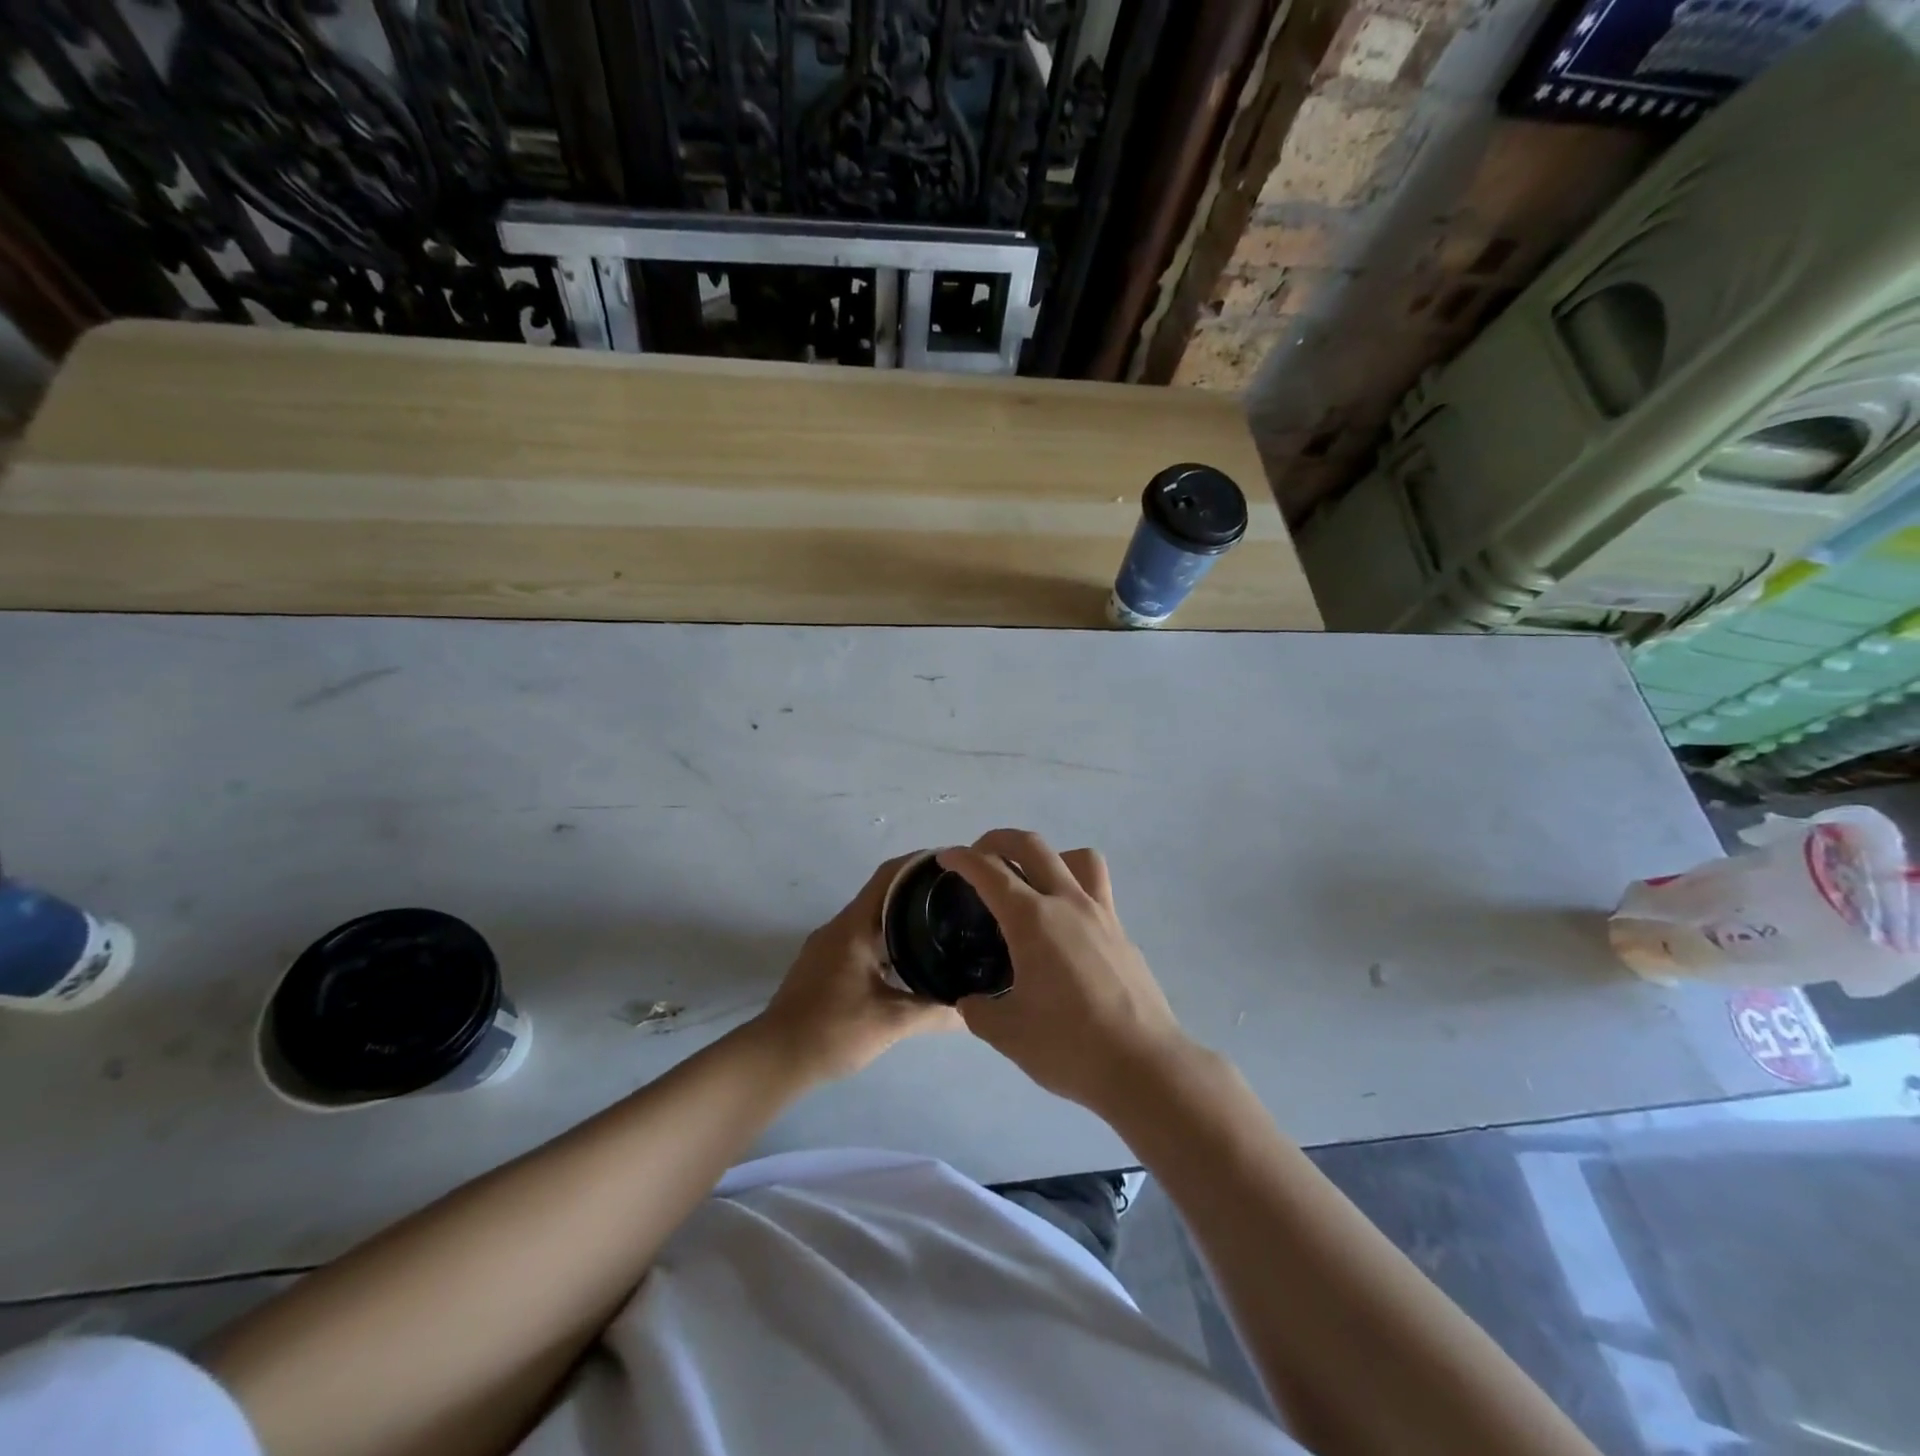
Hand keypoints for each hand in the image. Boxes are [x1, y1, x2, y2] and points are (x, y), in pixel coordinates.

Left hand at [757, 853, 961, 1082]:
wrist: (774, 1059)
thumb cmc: (831, 1031)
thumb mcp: (891, 1022)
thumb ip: (935, 1012)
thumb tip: (976, 1009)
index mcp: (854, 927)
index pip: (890, 876)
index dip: (921, 863)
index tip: (955, 865)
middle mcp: (840, 927)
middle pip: (884, 894)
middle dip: (920, 892)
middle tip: (960, 900)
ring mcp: (828, 946)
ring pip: (873, 919)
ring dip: (904, 918)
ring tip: (944, 928)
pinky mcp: (824, 966)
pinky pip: (863, 939)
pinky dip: (888, 940)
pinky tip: (910, 961)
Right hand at [938, 829, 1192, 1113]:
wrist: (1143, 1066)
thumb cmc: (1068, 1046)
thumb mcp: (1007, 1033)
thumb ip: (979, 1011)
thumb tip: (971, 1002)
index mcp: (1032, 920)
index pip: (989, 872)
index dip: (962, 859)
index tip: (945, 857)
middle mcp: (1068, 903)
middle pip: (1032, 846)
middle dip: (999, 840)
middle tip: (980, 856)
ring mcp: (1101, 915)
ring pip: (1077, 857)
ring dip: (1048, 856)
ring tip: (1031, 881)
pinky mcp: (1122, 933)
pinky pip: (1096, 890)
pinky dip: (1073, 889)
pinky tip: (1063, 928)